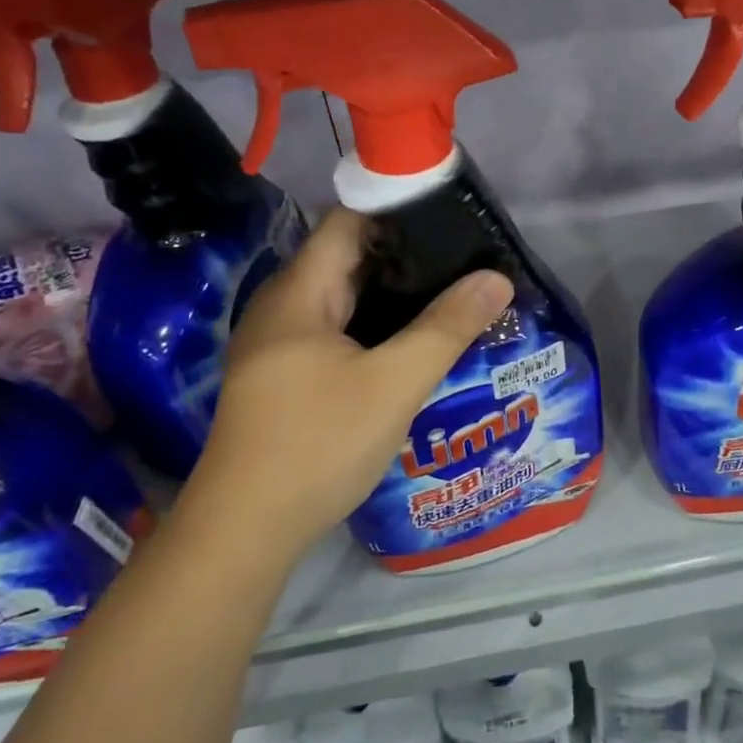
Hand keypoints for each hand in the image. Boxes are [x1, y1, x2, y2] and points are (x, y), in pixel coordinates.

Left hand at [176, 209, 513, 562]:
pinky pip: (338, 329)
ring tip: (453, 292)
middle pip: (349, 257)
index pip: (349, 220)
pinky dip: (377, 324)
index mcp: (299, 292)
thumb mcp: (395, 384)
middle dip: (407, 254)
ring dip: (394, 293)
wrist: (244, 533)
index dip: (398, 209)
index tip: (452, 216)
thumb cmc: (318, 445)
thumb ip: (447, 327)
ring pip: (345, 297)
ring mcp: (280, 343)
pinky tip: (414, 340)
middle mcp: (283, 306)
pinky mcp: (285, 375)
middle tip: (466, 258)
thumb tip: (499, 278)